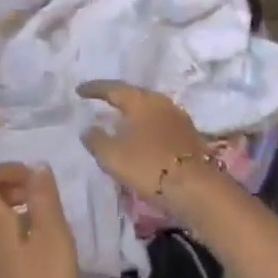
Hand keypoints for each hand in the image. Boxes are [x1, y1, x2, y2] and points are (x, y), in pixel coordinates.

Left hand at [0, 164, 84, 277]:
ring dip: (8, 212)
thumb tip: (36, 167)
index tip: (37, 179)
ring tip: (43, 222)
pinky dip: (8, 236)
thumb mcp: (54, 239)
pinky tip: (36, 254)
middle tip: (41, 196)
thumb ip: (43, 197)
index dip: (6, 169)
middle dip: (6, 187)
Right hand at [76, 81, 210, 199]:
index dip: (94, 89)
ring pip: (148, 110)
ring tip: (119, 121)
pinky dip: (146, 128)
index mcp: (140, 100)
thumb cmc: (149, 166)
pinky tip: (140, 138)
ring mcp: (178, 118)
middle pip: (134, 95)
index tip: (79, 90)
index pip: (112, 88)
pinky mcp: (188, 136)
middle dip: (116, 99)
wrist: (197, 189)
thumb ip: (95, 139)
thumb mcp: (112, 155)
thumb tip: (88, 128)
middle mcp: (160, 102)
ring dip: (133, 114)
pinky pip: (159, 124)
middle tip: (100, 102)